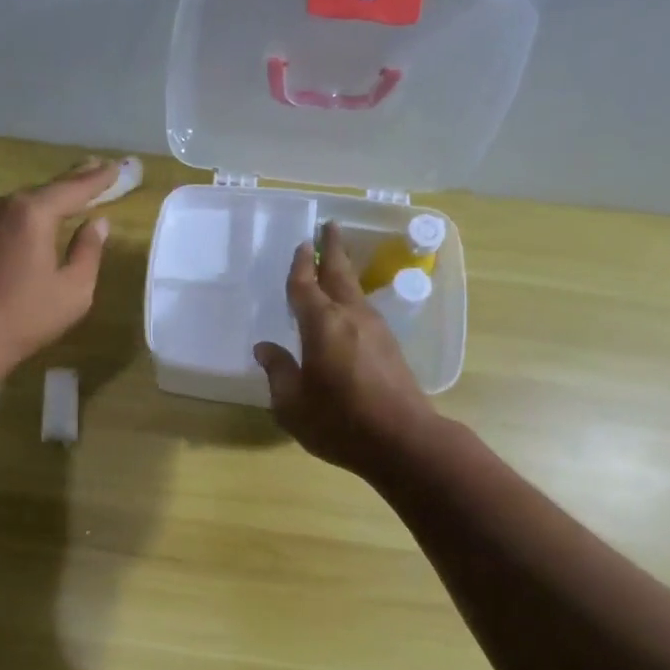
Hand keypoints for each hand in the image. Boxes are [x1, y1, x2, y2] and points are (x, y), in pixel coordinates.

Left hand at [0, 159, 117, 385]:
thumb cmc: (24, 317)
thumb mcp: (73, 291)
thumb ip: (89, 252)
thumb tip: (98, 224)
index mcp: (33, 213)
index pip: (74, 188)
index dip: (99, 179)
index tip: (118, 167)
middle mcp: (5, 206)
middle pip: (48, 188)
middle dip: (75, 179)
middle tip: (98, 167)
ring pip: (26, 202)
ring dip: (51, 196)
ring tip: (75, 188)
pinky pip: (11, 216)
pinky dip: (32, 212)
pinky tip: (41, 217)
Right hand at [253, 222, 432, 476]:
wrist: (403, 441)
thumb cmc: (339, 421)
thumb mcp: (292, 403)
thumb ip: (278, 372)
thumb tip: (266, 348)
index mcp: (322, 325)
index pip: (305, 286)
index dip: (301, 265)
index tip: (301, 244)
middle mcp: (351, 318)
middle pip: (340, 275)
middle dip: (333, 250)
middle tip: (329, 228)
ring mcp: (376, 331)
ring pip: (356, 292)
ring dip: (344, 274)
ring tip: (335, 266)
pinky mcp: (390, 348)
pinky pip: (365, 312)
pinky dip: (352, 300)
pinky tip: (347, 310)